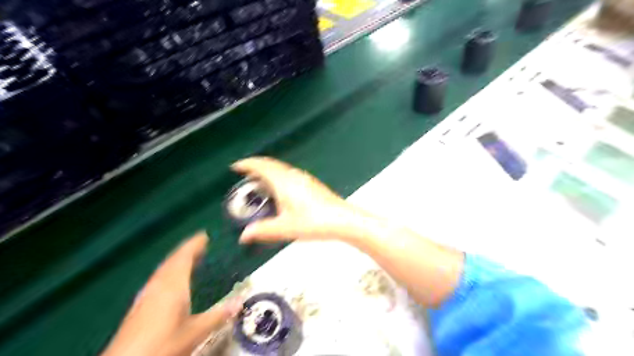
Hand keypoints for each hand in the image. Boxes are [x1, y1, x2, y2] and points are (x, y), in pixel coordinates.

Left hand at [101, 233, 242, 355]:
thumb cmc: (162, 345)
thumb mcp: (195, 332)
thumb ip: (218, 315)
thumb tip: (242, 301)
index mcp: (172, 285)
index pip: (183, 257)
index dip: (194, 244)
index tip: (205, 234)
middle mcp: (158, 285)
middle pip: (172, 261)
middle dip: (186, 250)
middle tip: (201, 244)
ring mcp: (146, 295)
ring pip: (163, 270)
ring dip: (177, 260)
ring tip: (190, 258)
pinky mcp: (140, 306)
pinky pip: (159, 279)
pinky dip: (169, 272)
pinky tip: (172, 282)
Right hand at [233, 157, 366, 244]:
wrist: (342, 220)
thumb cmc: (314, 222)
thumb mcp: (286, 228)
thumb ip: (263, 231)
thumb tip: (244, 236)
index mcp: (284, 182)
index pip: (262, 166)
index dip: (247, 164)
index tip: (236, 167)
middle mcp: (293, 176)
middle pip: (271, 164)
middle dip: (256, 166)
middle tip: (244, 174)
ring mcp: (304, 178)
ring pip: (281, 168)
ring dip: (268, 171)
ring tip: (259, 182)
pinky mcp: (311, 183)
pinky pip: (289, 174)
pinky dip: (278, 176)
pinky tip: (280, 190)